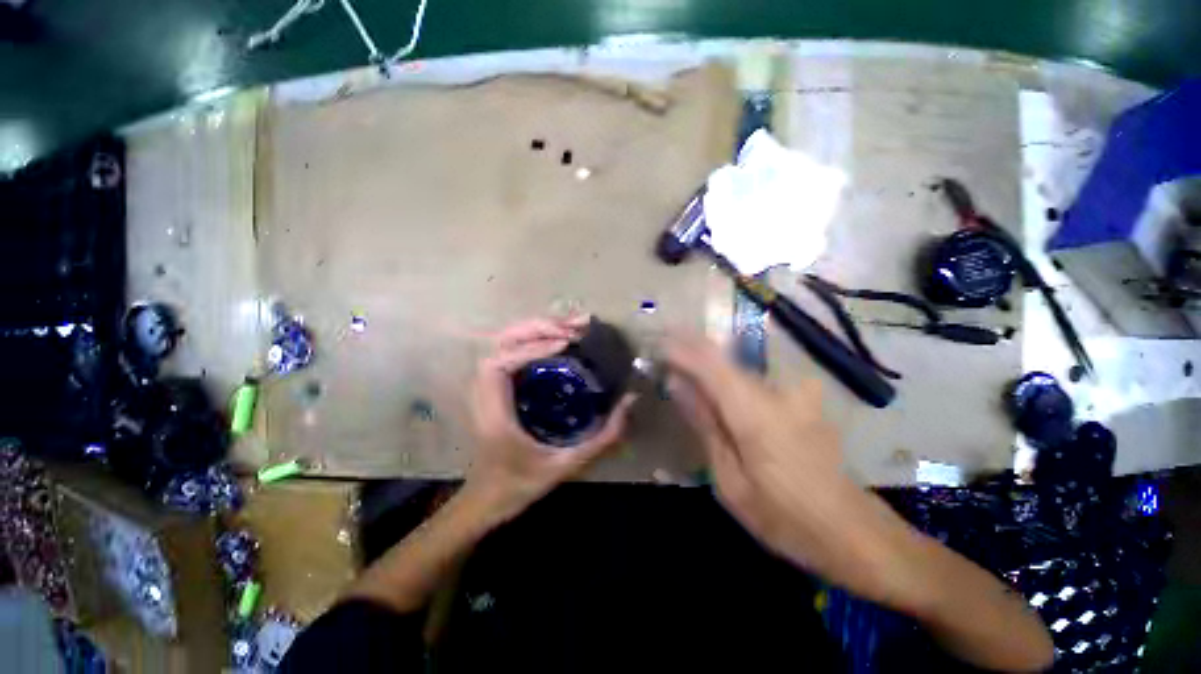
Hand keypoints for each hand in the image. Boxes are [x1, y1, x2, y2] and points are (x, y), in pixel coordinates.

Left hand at [462, 316, 636, 523]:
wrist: (488, 497)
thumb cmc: (521, 484)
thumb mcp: (566, 465)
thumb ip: (603, 437)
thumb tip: (630, 400)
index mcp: (494, 413)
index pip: (501, 364)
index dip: (532, 348)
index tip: (566, 345)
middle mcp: (484, 392)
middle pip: (502, 343)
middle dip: (539, 328)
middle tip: (576, 327)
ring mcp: (487, 385)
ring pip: (506, 342)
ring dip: (538, 329)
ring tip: (572, 326)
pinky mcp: (496, 385)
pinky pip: (513, 350)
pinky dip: (535, 339)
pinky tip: (559, 339)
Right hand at [665, 334, 902, 596]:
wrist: (850, 531)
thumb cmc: (782, 515)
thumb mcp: (729, 478)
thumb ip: (704, 424)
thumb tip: (678, 385)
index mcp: (754, 412)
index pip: (709, 365)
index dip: (681, 350)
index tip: (656, 342)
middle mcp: (774, 392)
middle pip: (724, 358)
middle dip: (690, 347)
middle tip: (663, 342)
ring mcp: (791, 394)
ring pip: (738, 367)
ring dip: (707, 360)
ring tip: (680, 360)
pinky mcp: (799, 400)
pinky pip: (751, 380)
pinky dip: (726, 376)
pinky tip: (714, 383)